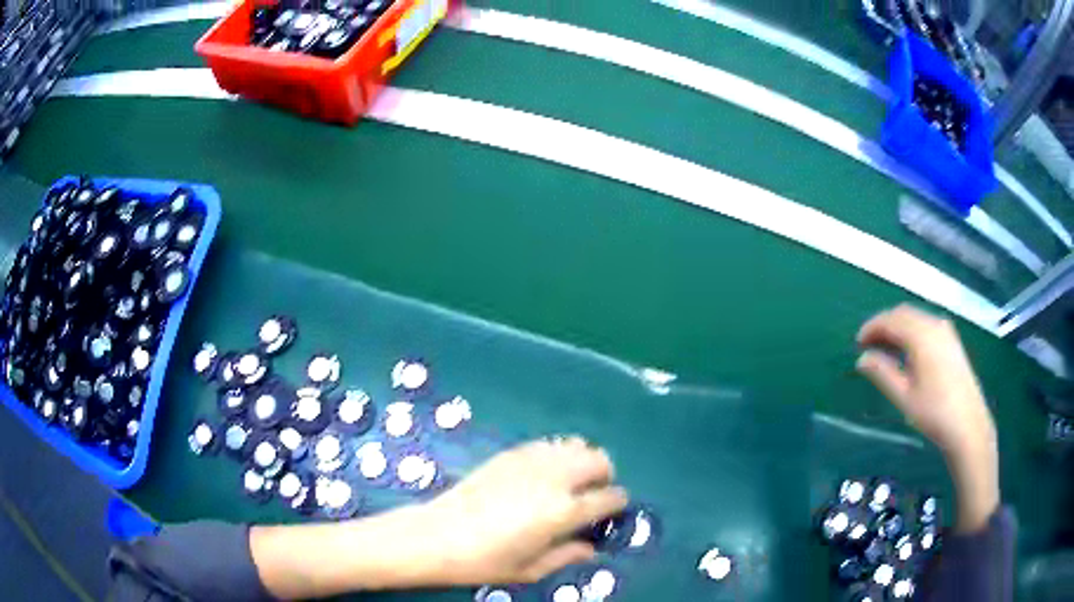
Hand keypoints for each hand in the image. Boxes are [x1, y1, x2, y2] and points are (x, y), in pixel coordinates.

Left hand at [416, 437, 628, 584]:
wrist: (437, 536)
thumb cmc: (485, 561)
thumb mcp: (531, 569)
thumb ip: (567, 555)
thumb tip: (591, 548)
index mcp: (563, 511)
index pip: (609, 497)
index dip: (618, 503)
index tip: (614, 510)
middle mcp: (553, 479)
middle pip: (598, 460)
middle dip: (605, 475)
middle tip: (594, 493)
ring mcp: (530, 461)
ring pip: (575, 445)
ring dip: (582, 460)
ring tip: (571, 480)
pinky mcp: (509, 454)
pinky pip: (547, 444)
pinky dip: (557, 454)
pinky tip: (545, 472)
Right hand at [855, 304, 998, 531]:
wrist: (968, 426)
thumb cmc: (934, 413)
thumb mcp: (904, 396)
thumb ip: (883, 372)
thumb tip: (862, 358)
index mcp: (922, 335)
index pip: (891, 320)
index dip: (872, 327)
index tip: (857, 342)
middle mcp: (935, 325)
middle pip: (904, 314)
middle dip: (884, 325)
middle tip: (868, 345)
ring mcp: (947, 332)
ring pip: (916, 319)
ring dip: (898, 328)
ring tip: (885, 350)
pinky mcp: (953, 342)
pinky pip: (927, 326)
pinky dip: (912, 332)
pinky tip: (907, 353)